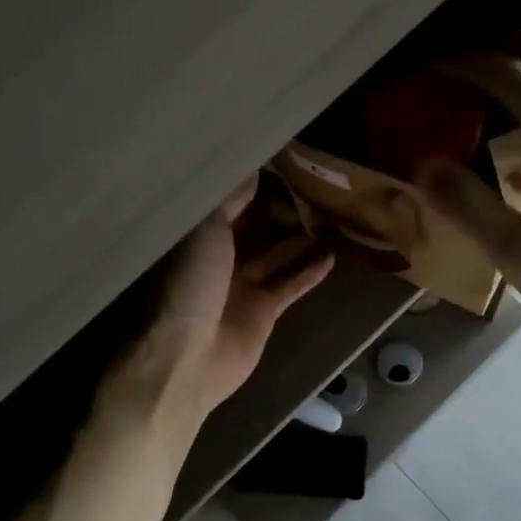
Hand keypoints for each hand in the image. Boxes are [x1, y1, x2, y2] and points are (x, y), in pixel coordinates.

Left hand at [103, 177, 334, 437]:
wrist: (189, 357)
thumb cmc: (189, 286)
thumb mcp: (205, 231)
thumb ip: (229, 202)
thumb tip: (251, 171)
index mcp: (194, 240)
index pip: (223, 206)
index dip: (246, 187)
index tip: (273, 164)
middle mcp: (216, 262)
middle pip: (251, 232)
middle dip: (273, 212)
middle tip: (307, 187)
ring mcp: (240, 290)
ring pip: (274, 259)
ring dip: (297, 241)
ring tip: (327, 217)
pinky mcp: (263, 314)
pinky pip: (289, 287)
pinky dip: (308, 272)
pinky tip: (331, 255)